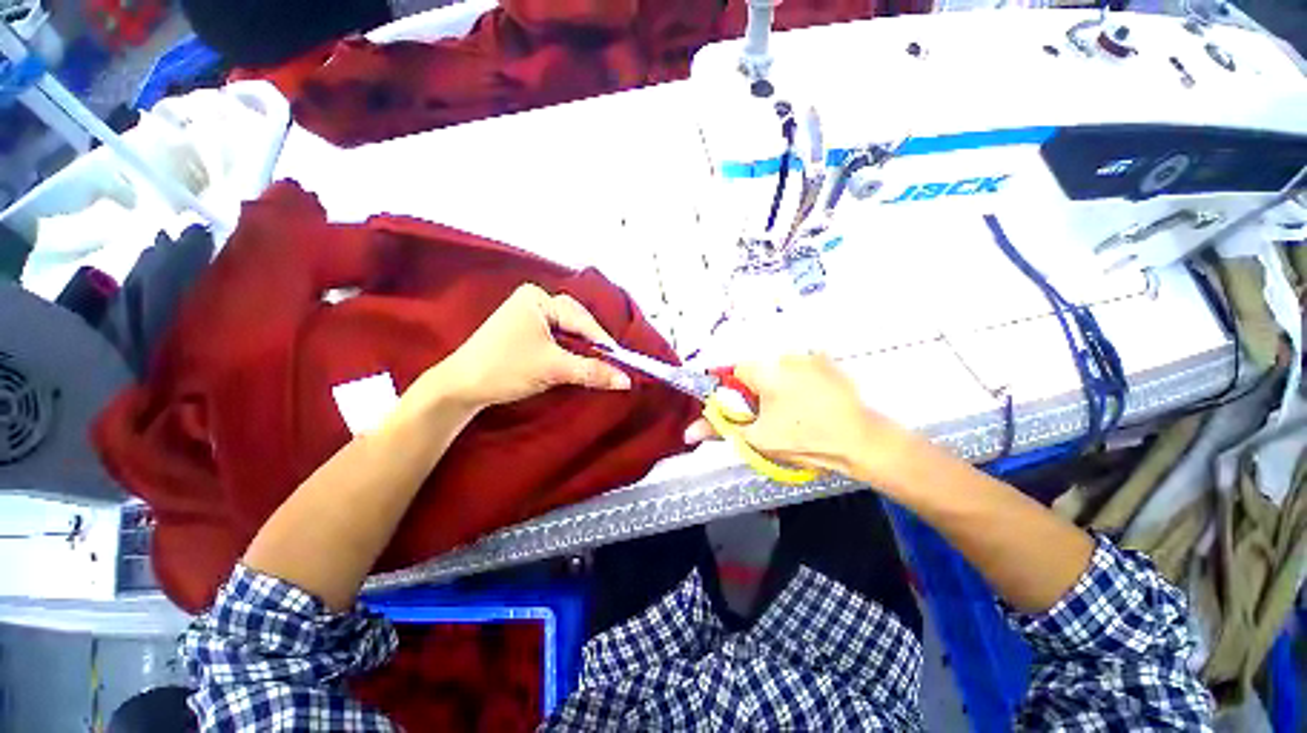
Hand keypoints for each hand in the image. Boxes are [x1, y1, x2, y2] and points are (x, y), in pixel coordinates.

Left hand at [418, 284, 630, 411]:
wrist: (460, 388)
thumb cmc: (505, 369)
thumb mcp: (554, 369)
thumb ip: (592, 371)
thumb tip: (626, 380)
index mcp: (537, 298)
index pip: (581, 319)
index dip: (603, 342)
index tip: (622, 361)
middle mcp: (534, 300)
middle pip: (576, 321)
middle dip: (593, 344)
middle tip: (611, 363)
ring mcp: (528, 314)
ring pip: (568, 330)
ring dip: (582, 348)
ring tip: (597, 363)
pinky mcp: (524, 330)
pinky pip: (557, 336)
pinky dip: (570, 350)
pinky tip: (578, 361)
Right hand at [685, 354, 921, 484]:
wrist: (864, 442)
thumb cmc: (806, 439)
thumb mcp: (758, 438)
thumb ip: (721, 429)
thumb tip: (688, 432)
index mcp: (764, 369)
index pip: (733, 373)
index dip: (734, 394)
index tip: (744, 413)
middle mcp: (784, 355)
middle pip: (757, 372)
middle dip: (757, 394)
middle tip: (771, 420)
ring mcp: (810, 357)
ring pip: (779, 372)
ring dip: (779, 389)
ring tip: (795, 415)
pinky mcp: (829, 364)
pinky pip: (801, 371)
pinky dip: (800, 385)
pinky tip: (813, 406)